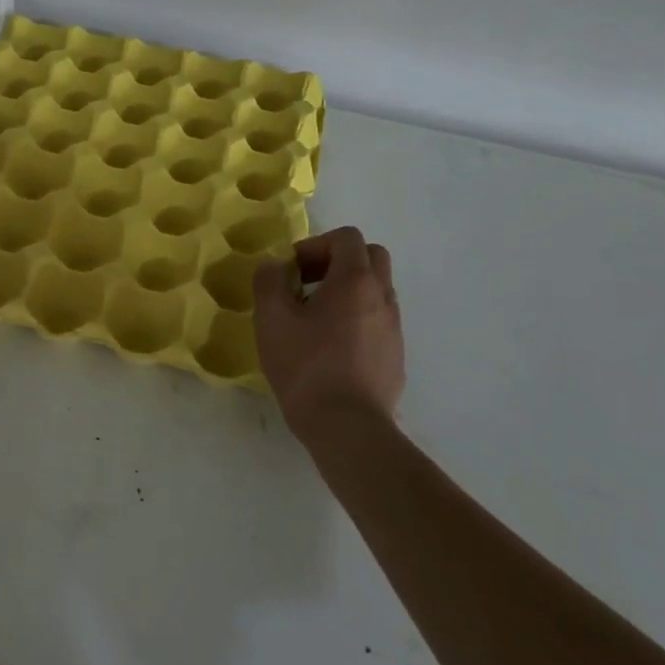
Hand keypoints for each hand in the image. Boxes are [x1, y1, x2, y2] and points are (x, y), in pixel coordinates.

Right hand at [252, 227, 405, 447]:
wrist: (348, 427)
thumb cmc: (306, 366)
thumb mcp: (271, 319)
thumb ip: (269, 281)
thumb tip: (275, 266)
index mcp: (355, 281)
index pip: (347, 237)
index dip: (315, 245)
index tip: (292, 271)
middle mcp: (382, 297)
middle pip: (370, 257)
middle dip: (337, 262)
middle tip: (307, 285)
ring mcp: (394, 328)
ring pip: (375, 291)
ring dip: (347, 292)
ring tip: (314, 320)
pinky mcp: (395, 357)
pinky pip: (377, 322)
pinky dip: (356, 320)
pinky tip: (330, 349)